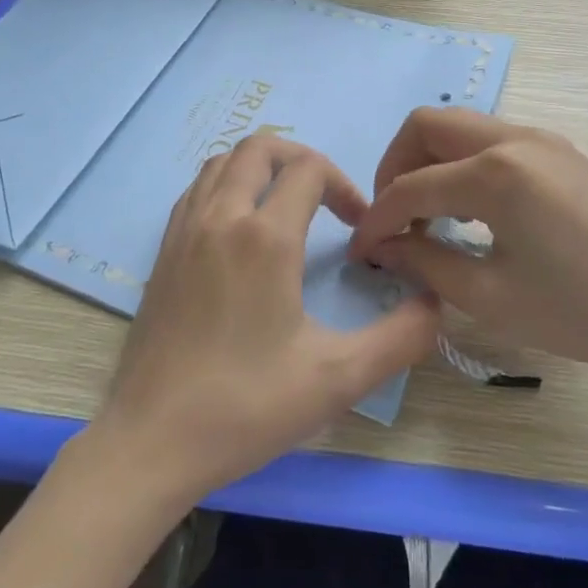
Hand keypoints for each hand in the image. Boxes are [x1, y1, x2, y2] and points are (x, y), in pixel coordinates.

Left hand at [89, 136, 441, 505]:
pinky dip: (226, 185)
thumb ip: (400, 338)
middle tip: (326, 199)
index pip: (309, 169)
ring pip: (222, 162)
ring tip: (286, 206)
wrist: (152, 439)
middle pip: (260, 148)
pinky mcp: (163, 251)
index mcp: (264, 237)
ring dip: (260, 168)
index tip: (359, 228)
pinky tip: (242, 229)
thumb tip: (435, 303)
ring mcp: (184, 230)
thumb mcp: (338, 378)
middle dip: (301, 159)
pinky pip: (197, 189)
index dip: (344, 185)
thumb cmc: (247, 406)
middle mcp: (220, 217)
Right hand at [347, 108, 587, 382]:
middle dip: (395, 166)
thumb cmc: (584, 311)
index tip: (361, 251)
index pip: (411, 187)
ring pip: (460, 127)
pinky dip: (463, 165)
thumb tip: (383, 247)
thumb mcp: (491, 296)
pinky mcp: (560, 152)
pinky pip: (491, 141)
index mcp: (495, 172)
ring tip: (427, 217)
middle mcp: (514, 138)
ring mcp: (542, 139)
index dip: (377, 219)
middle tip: (392, 217)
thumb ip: (425, 262)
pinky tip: (470, 211)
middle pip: (427, 125)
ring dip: (429, 161)